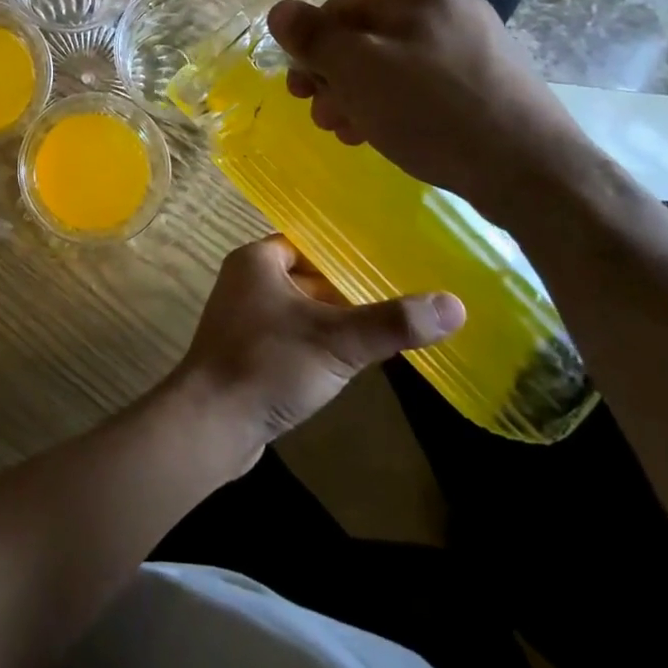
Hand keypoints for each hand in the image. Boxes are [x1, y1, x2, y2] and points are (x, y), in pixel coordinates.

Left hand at [170, 236, 463, 472]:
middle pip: (309, 276)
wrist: (211, 423)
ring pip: (302, 310)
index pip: (310, 243)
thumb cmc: (268, 365)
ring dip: (335, 320)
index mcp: (256, 261)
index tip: (392, 261)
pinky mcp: (249, 353)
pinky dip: (318, 344)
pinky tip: (351, 361)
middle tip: (401, 295)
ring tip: (387, 327)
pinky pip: (292, 337)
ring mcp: (245, 319)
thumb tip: (455, 304)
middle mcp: (246, 282)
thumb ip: (392, 322)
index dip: (348, 253)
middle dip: (349, 289)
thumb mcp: (337, 340)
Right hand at [266, 0, 599, 228]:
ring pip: (393, 63)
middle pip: (365, 36)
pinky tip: (388, 134)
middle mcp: (447, 5)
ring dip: (360, 96)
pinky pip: (424, 83)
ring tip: (351, 132)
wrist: (532, 170)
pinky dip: (396, 105)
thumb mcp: (357, 70)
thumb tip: (279, 11)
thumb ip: (313, 37)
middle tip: (323, 118)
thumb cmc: (431, 111)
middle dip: (335, 78)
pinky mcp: (489, 78)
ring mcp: (474, 41)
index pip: (338, 8)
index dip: (311, 50)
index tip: (300, 92)